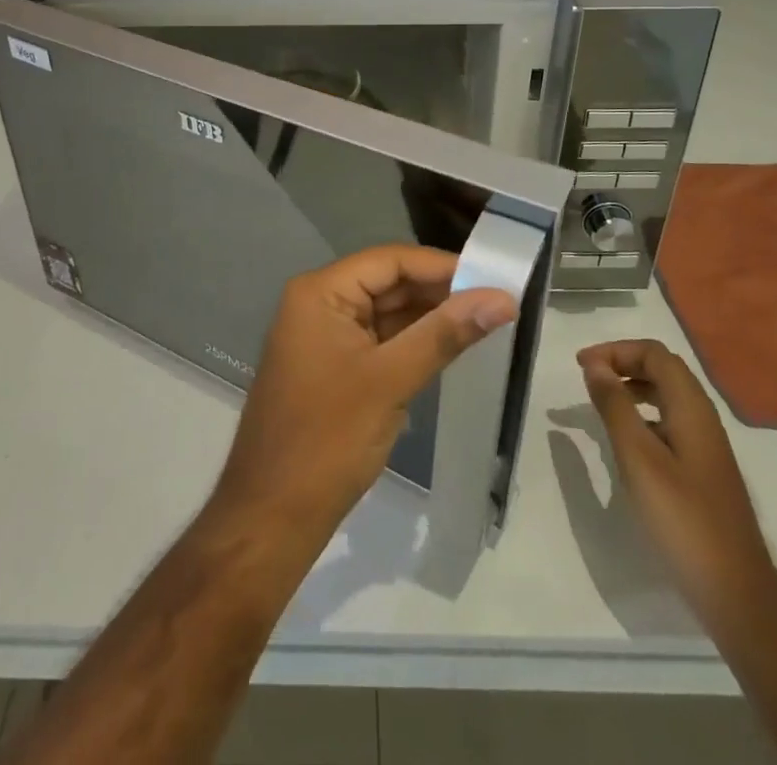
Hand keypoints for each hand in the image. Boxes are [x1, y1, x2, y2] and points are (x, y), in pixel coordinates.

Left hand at [212, 245, 519, 543]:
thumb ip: (445, 334)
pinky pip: (380, 341)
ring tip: (485, 321)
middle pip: (388, 283)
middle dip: (439, 292)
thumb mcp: (391, 381)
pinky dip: (413, 343)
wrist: (273, 516)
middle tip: (497, 301)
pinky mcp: (334, 368)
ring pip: (387, 313)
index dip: (441, 266)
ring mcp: (325, 337)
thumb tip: (502, 298)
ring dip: (430, 317)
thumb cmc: (327, 439)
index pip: (389, 260)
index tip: (493, 277)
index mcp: (321, 292)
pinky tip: (450, 347)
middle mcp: (320, 303)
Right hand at [578, 340, 776, 641]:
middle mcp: (703, 418)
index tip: (580, 366)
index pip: (653, 354)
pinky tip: (625, 442)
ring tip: (599, 403)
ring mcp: (706, 446)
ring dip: (632, 388)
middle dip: (623, 363)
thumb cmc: (683, 521)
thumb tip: (594, 364)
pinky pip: (669, 422)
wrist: (737, 595)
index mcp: (691, 408)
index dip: (615, 350)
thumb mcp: (638, 458)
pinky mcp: (703, 471)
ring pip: (667, 396)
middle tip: (586, 378)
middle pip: (662, 369)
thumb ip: (615, 406)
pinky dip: (642, 415)